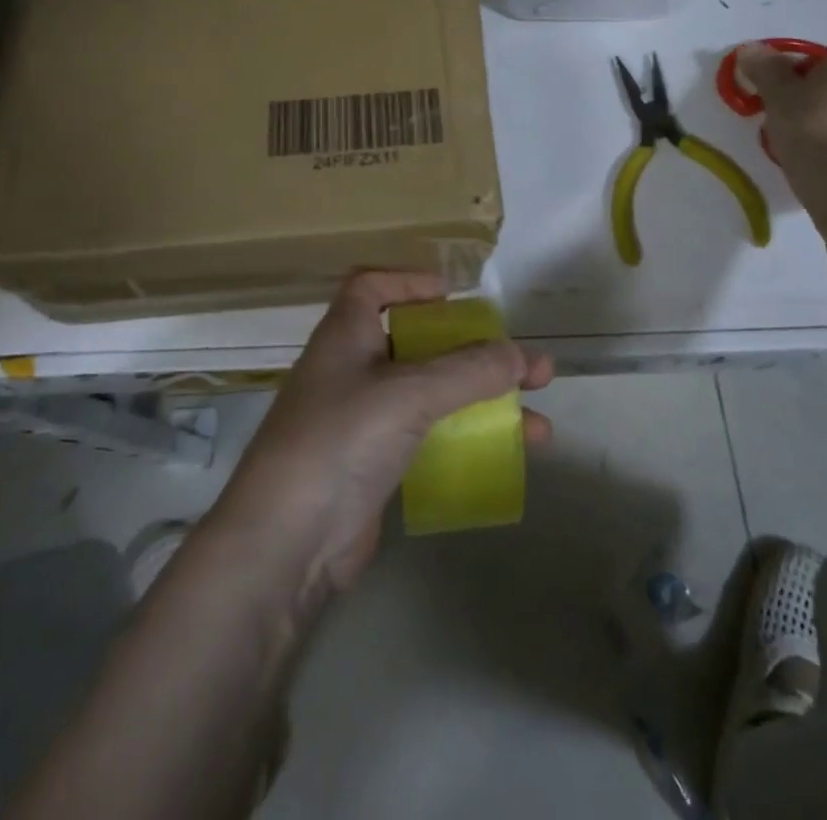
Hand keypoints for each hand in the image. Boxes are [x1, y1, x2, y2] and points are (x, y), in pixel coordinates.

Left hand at [208, 272, 553, 598]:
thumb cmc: (341, 440)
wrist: (285, 543)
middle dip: (477, 354)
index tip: (455, 296)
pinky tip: (507, 455)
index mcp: (346, 335)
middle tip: (530, 367)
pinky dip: (466, 439)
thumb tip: (519, 355)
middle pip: (420, 345)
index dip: (410, 283)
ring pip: (433, 396)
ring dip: (484, 402)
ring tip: (540, 419)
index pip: (372, 287)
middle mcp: (352, 370)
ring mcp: (362, 421)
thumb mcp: (408, 393)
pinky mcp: (374, 466)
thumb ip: (467, 370)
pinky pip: (429, 438)